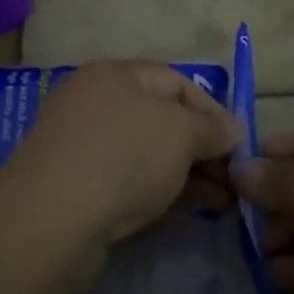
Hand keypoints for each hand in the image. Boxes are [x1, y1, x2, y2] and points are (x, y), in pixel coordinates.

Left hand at [6, 60, 240, 251]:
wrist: (53, 218)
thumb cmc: (123, 156)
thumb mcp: (180, 133)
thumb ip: (210, 128)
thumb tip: (232, 130)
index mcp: (116, 75)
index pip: (176, 82)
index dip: (213, 110)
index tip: (240, 144)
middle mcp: (97, 104)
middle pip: (162, 120)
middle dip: (203, 150)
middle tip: (236, 181)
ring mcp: (85, 147)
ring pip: (148, 155)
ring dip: (188, 177)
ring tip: (226, 205)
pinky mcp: (79, 189)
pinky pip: (130, 183)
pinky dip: (162, 195)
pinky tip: (192, 216)